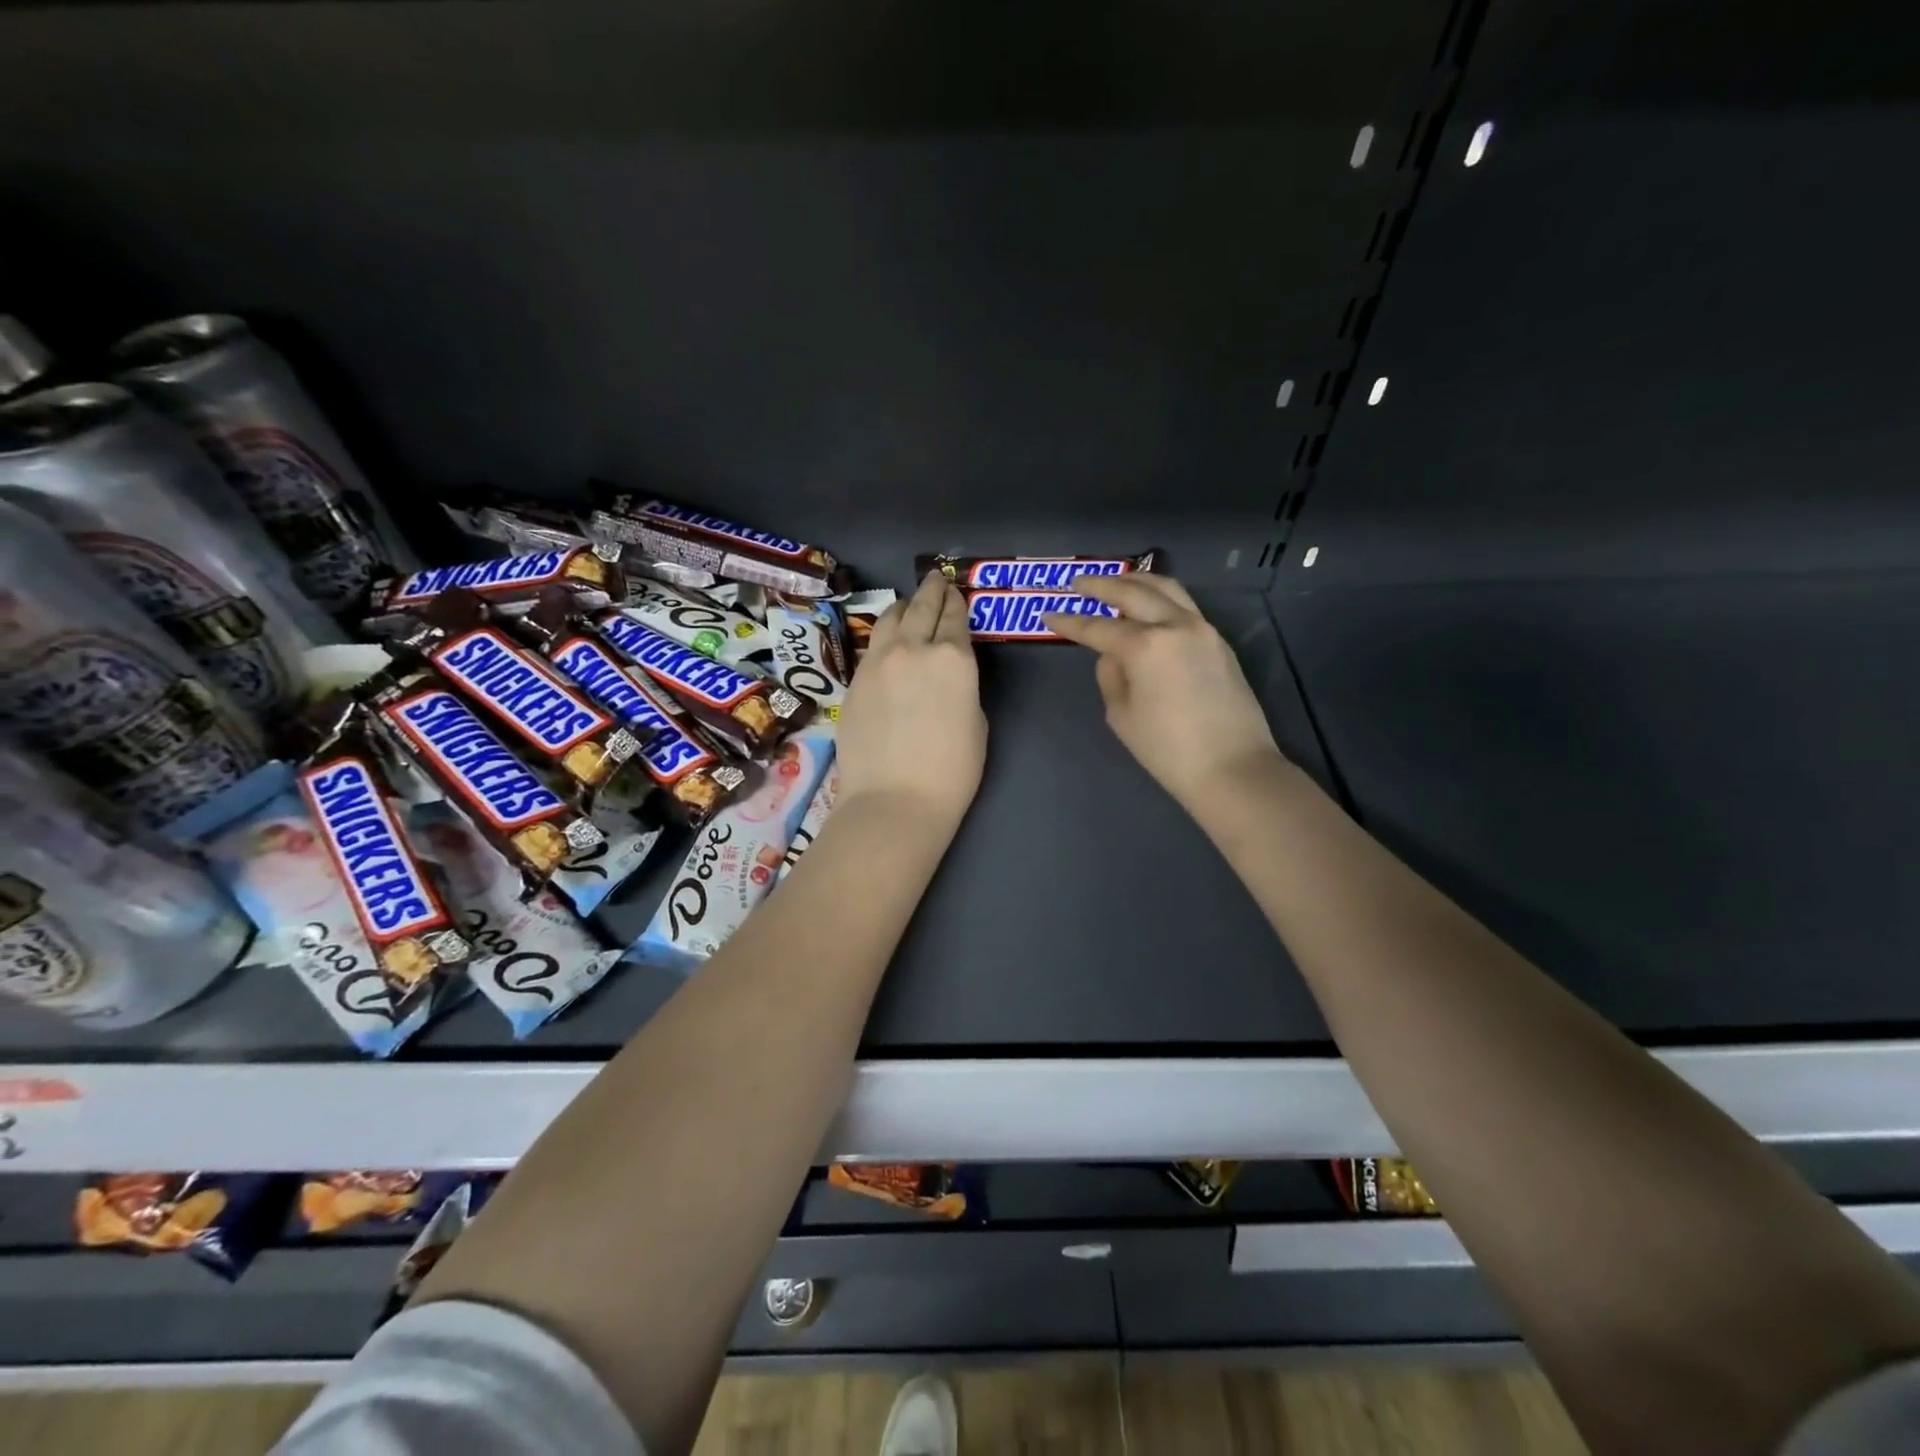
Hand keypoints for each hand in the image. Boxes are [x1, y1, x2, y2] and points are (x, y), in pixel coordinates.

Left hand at [835, 571, 986, 831]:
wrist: (894, 800)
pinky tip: (886, 643)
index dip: (957, 602)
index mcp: (954, 658)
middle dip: (931, 591)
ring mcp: (877, 662)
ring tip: (908, 605)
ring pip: (889, 619)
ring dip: (903, 607)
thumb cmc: (951, 772)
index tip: (956, 592)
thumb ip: (962, 687)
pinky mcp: (854, 681)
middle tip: (934, 580)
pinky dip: (883, 637)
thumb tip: (946, 679)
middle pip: (921, 607)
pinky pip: (871, 646)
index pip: (955, 617)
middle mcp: (913, 648)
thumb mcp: (976, 723)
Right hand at [1044, 574, 1282, 816]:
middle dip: (1101, 585)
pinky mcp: (1218, 642)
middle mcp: (1175, 625)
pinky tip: (1149, 607)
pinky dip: (1161, 598)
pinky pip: (1184, 606)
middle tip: (1078, 582)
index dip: (1069, 622)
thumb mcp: (1121, 715)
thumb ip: (1111, 676)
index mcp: (1145, 645)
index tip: (1048, 615)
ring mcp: (1202, 629)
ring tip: (1116, 582)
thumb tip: (1114, 656)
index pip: (1097, 627)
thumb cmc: (1167, 750)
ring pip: (1166, 589)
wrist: (1233, 768)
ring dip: (1137, 581)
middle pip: (1133, 592)